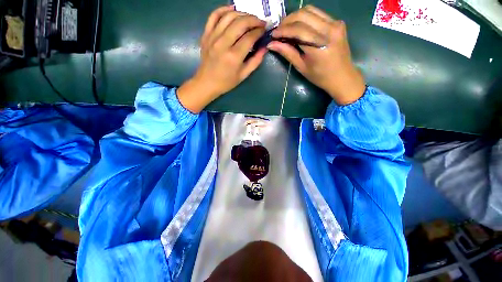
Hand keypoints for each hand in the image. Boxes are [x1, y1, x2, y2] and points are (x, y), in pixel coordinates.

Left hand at [177, 6, 266, 112]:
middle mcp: (223, 43)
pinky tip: (232, 10)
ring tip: (249, 18)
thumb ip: (255, 61)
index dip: (259, 31)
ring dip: (242, 14)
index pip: (249, 37)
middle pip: (240, 23)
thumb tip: (264, 48)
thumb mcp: (243, 75)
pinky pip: (214, 16)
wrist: (207, 83)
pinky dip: (223, 9)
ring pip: (229, 16)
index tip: (264, 30)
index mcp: (234, 56)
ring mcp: (213, 37)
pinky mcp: (206, 34)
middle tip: (260, 22)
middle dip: (253, 19)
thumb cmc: (226, 82)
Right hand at [268, 5, 364, 104]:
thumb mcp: (301, 67)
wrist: (342, 76)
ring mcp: (335, 23)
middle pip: (303, 15)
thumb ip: (287, 53)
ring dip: (295, 17)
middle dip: (287, 21)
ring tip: (287, 27)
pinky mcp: (337, 22)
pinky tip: (299, 26)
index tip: (272, 34)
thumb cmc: (320, 76)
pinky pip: (318, 13)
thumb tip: (272, 44)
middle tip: (279, 30)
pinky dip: (305, 17)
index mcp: (319, 45)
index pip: (297, 30)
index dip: (283, 30)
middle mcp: (328, 29)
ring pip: (310, 10)